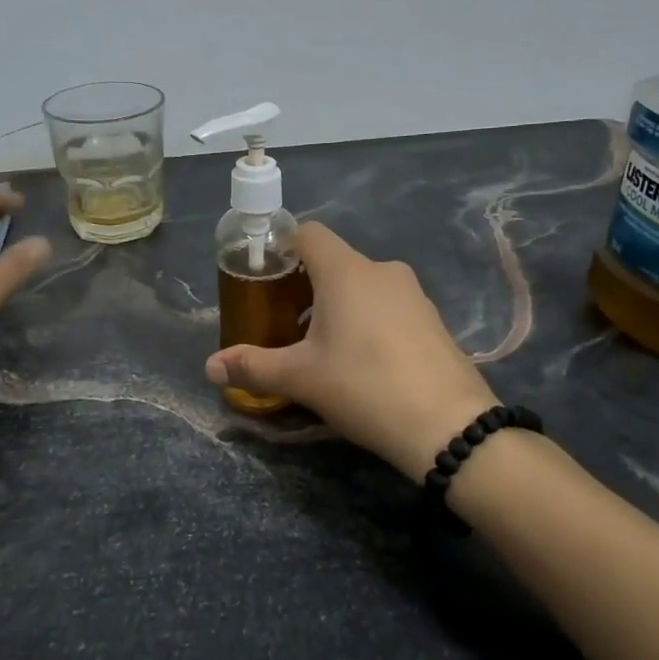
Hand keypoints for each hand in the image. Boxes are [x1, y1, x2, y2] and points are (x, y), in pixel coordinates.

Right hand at [205, 221, 502, 480]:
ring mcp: (414, 295)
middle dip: (304, 286)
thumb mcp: (300, 378)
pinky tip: (361, 362)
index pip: (308, 233)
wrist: (448, 426)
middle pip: (334, 262)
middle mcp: (382, 271)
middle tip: (283, 322)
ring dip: (336, 305)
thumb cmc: (363, 386)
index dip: (282, 246)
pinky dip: (367, 320)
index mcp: (346, 272)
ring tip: (320, 347)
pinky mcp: (433, 320)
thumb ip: (252, 366)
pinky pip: (388, 306)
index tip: (265, 276)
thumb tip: (210, 367)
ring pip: (363, 286)